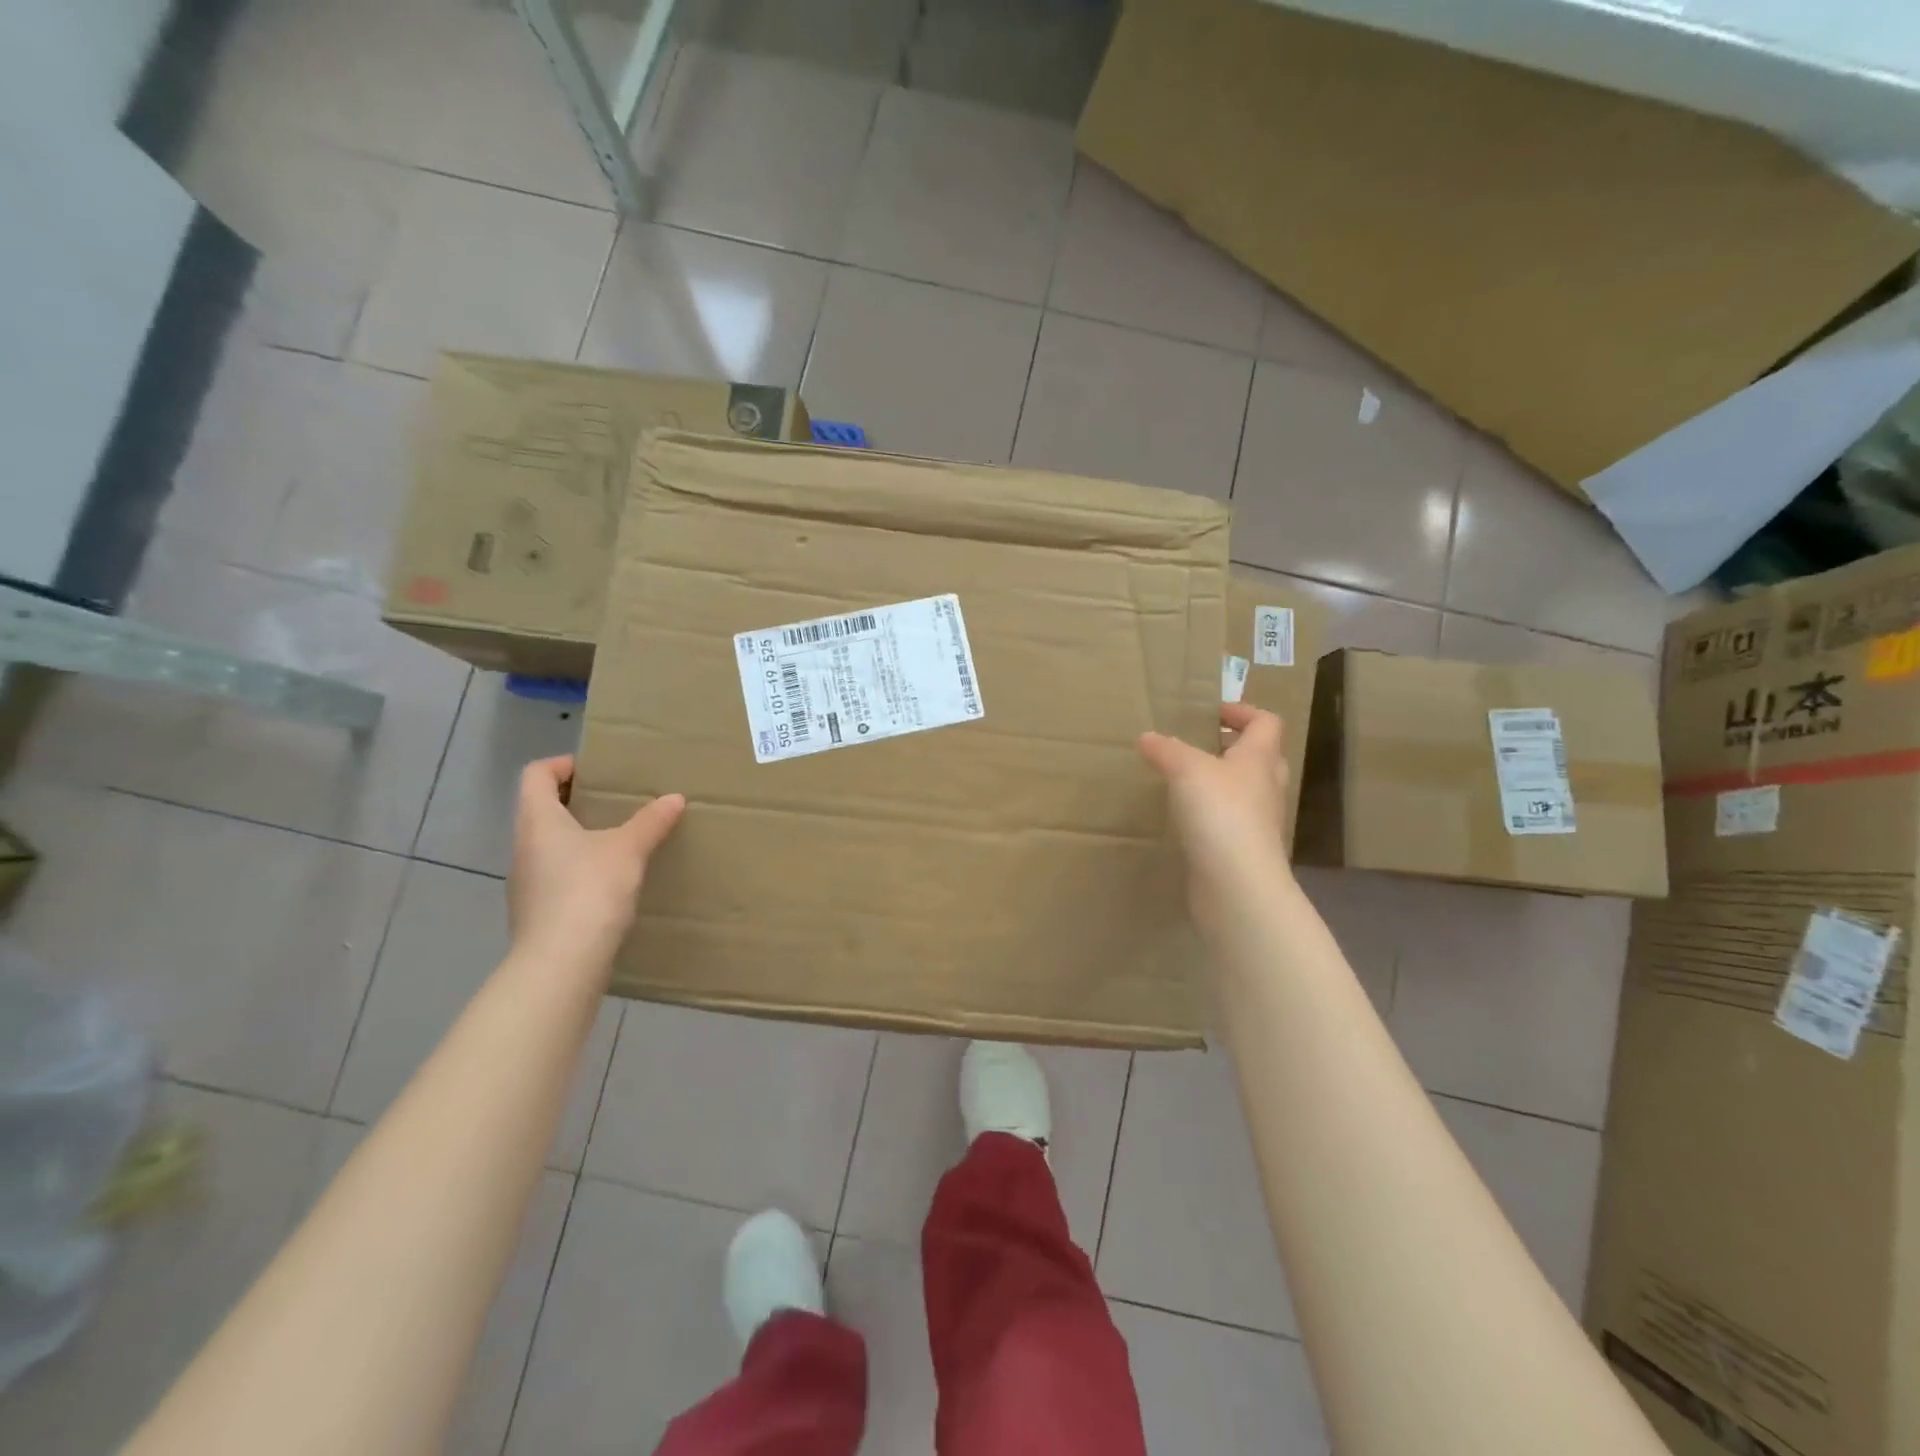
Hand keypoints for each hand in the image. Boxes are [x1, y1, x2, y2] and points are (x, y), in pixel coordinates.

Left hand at [507, 755, 685, 976]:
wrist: (561, 964)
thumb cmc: (589, 890)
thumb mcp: (628, 849)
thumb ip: (651, 821)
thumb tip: (675, 798)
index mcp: (538, 821)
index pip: (535, 775)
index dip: (561, 764)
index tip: (596, 769)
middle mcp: (524, 847)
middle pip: (541, 809)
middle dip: (578, 801)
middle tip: (617, 802)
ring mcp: (527, 883)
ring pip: (550, 845)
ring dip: (580, 837)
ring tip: (620, 841)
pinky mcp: (538, 912)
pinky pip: (557, 876)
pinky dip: (581, 869)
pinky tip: (611, 882)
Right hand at [1138, 704, 1291, 925]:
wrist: (1237, 885)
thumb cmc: (1220, 814)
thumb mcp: (1186, 770)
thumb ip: (1166, 750)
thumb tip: (1147, 737)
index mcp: (1259, 759)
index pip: (1266, 723)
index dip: (1243, 712)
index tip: (1211, 713)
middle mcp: (1265, 787)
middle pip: (1260, 757)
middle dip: (1232, 747)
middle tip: (1198, 745)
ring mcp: (1258, 823)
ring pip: (1244, 792)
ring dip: (1220, 783)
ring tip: (1183, 781)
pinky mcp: (1242, 851)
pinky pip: (1229, 823)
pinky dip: (1210, 815)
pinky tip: (1183, 819)